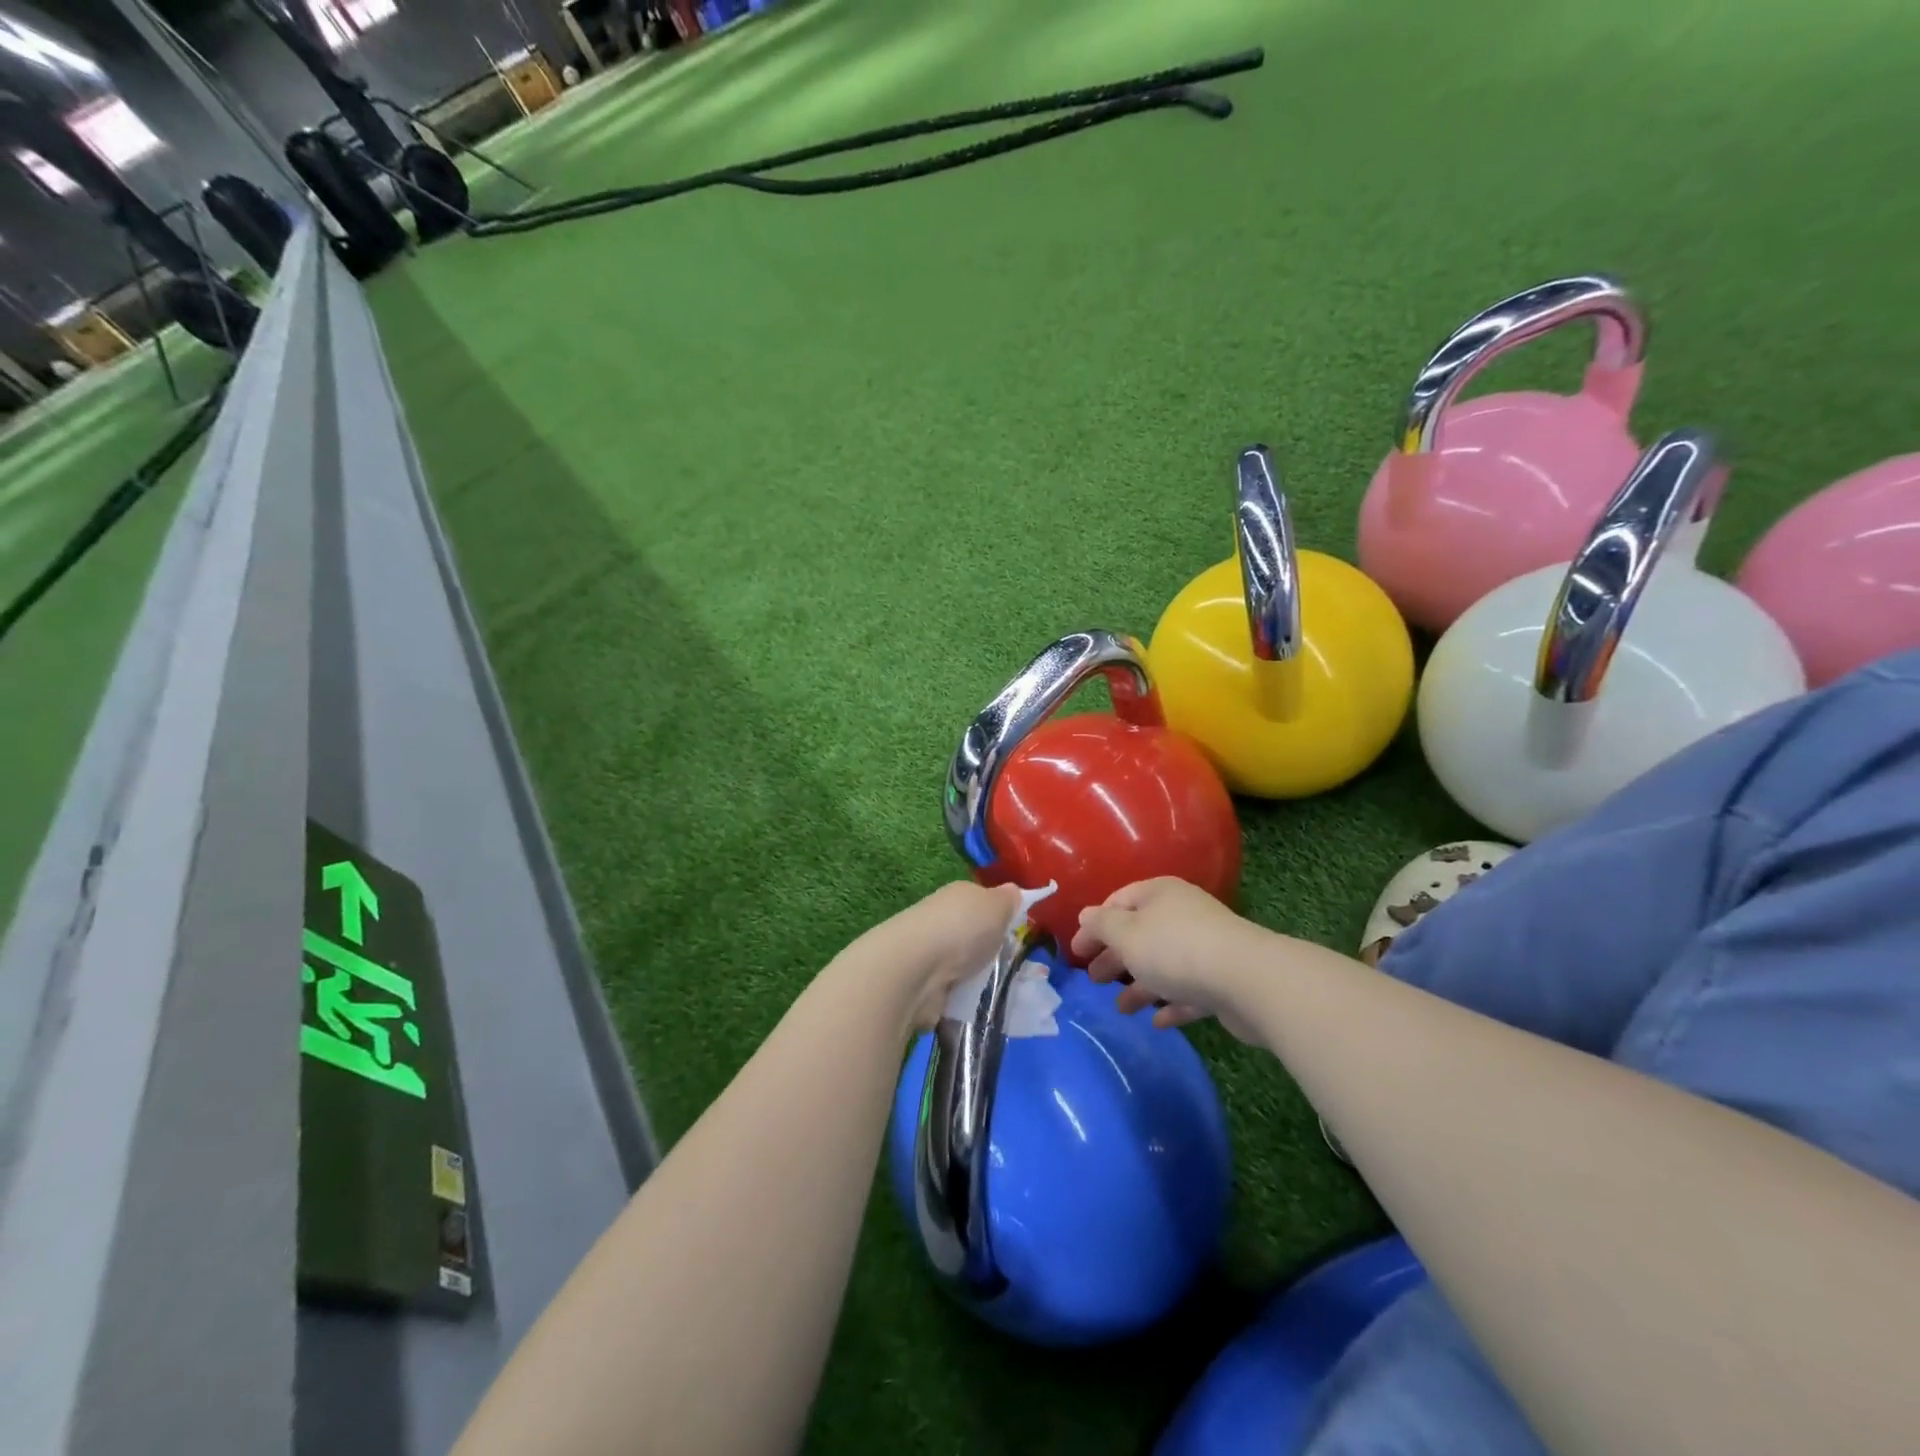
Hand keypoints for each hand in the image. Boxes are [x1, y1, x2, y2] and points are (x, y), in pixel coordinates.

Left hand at [841, 881, 1024, 1031]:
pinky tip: (980, 1008)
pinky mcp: (925, 989)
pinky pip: (954, 995)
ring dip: (979, 980)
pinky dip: (965, 1001)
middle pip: (974, 937)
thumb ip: (1008, 900)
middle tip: (1018, 969)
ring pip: (965, 968)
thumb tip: (1013, 892)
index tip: (1018, 935)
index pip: (982, 903)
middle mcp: (942, 922)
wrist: (916, 970)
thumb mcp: (996, 905)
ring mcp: (931, 956)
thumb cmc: (961, 929)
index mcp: (958, 896)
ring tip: (1004, 993)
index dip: (1001, 917)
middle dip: (991, 953)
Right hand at [1071, 878, 1263, 1039]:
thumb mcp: (1126, 934)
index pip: (1118, 902)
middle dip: (1115, 957)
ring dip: (1140, 985)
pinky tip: (1156, 1022)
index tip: (1076, 951)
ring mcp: (1205, 947)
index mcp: (1158, 894)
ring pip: (1163, 964)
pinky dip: (1171, 1003)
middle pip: (1140, 934)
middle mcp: (1182, 915)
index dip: (1094, 925)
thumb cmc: (1175, 949)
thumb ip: (1101, 925)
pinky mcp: (1222, 980)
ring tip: (1121, 1009)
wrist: (1247, 980)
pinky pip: (1188, 991)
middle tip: (1094, 980)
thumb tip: (1086, 915)